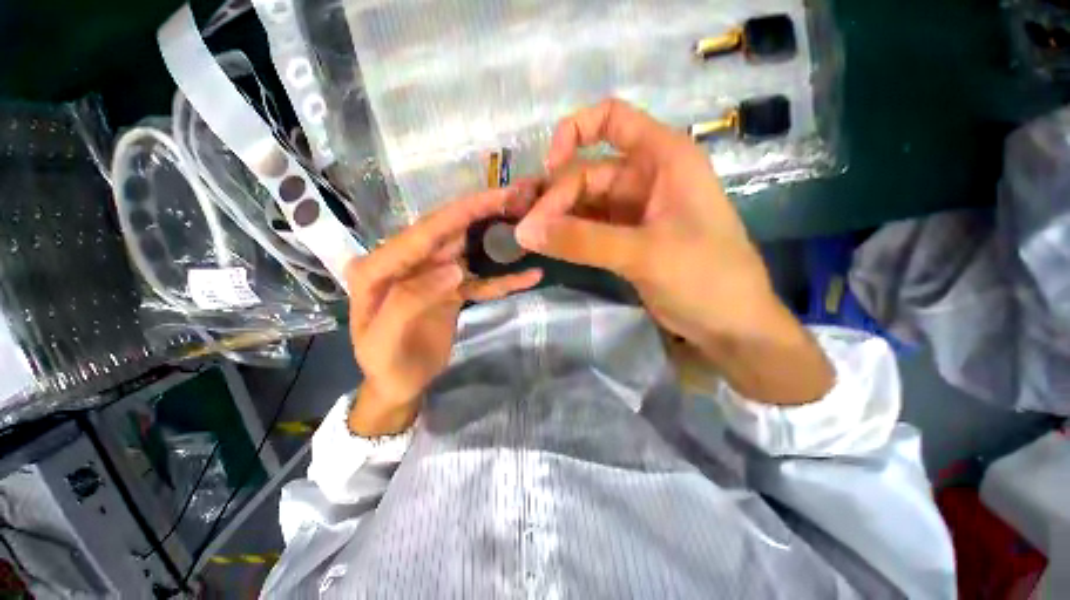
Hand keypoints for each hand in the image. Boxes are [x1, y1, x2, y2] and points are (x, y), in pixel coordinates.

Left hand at [346, 187, 542, 435]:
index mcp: (378, 269)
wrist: (398, 384)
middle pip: (447, 232)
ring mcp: (431, 275)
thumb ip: (410, 301)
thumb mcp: (384, 341)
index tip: (495, 197)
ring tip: (527, 221)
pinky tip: (530, 276)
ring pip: (467, 249)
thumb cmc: (384, 366)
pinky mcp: (451, 289)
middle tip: (519, 199)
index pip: (422, 233)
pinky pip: (480, 280)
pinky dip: (504, 279)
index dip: (459, 213)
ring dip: (496, 236)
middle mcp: (405, 263)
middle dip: (482, 213)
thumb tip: (454, 269)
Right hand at [516, 99, 832, 403]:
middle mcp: (647, 177)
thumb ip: (583, 241)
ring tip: (528, 237)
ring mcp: (635, 211)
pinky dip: (569, 236)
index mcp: (664, 158)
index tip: (549, 167)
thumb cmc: (705, 278)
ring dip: (556, 218)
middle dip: (555, 198)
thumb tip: (525, 231)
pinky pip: (589, 229)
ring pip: (585, 203)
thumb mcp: (643, 253)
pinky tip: (548, 246)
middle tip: (528, 231)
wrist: (730, 325)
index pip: (611, 119)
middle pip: (587, 173)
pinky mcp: (627, 239)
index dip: (574, 133)